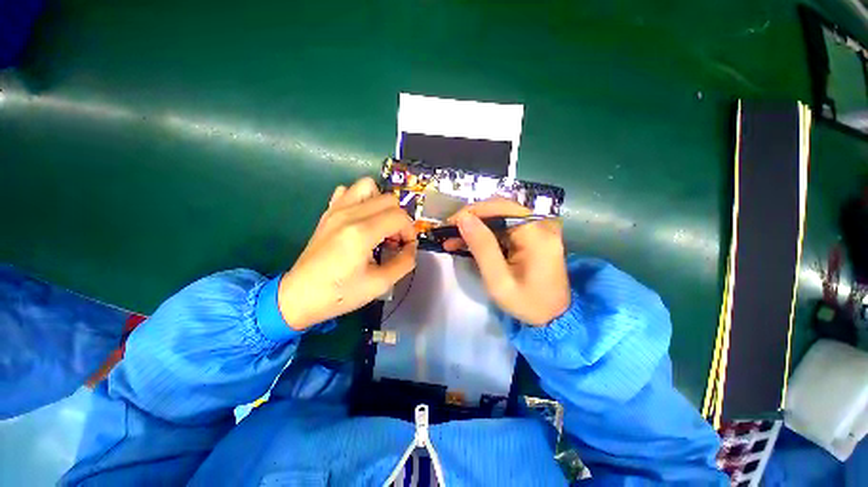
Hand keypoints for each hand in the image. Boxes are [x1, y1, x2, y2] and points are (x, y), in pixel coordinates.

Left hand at [276, 177, 417, 330]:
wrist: (299, 296)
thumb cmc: (339, 294)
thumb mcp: (380, 284)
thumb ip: (404, 263)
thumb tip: (411, 248)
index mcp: (362, 232)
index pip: (399, 216)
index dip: (410, 231)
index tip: (406, 247)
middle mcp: (349, 214)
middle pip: (389, 199)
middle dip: (399, 219)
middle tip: (394, 240)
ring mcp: (335, 210)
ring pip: (369, 186)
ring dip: (381, 204)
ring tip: (380, 225)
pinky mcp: (328, 213)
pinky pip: (348, 191)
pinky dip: (361, 199)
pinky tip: (361, 219)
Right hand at [443, 198, 569, 325]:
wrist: (553, 316)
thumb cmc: (526, 303)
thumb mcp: (499, 280)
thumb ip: (482, 247)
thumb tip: (464, 218)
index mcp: (537, 235)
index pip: (502, 208)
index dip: (474, 211)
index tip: (450, 223)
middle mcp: (541, 225)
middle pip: (501, 209)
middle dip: (472, 218)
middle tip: (449, 231)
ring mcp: (538, 229)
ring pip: (500, 217)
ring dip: (476, 226)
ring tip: (453, 239)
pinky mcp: (533, 235)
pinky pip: (504, 227)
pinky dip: (485, 233)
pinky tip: (468, 242)